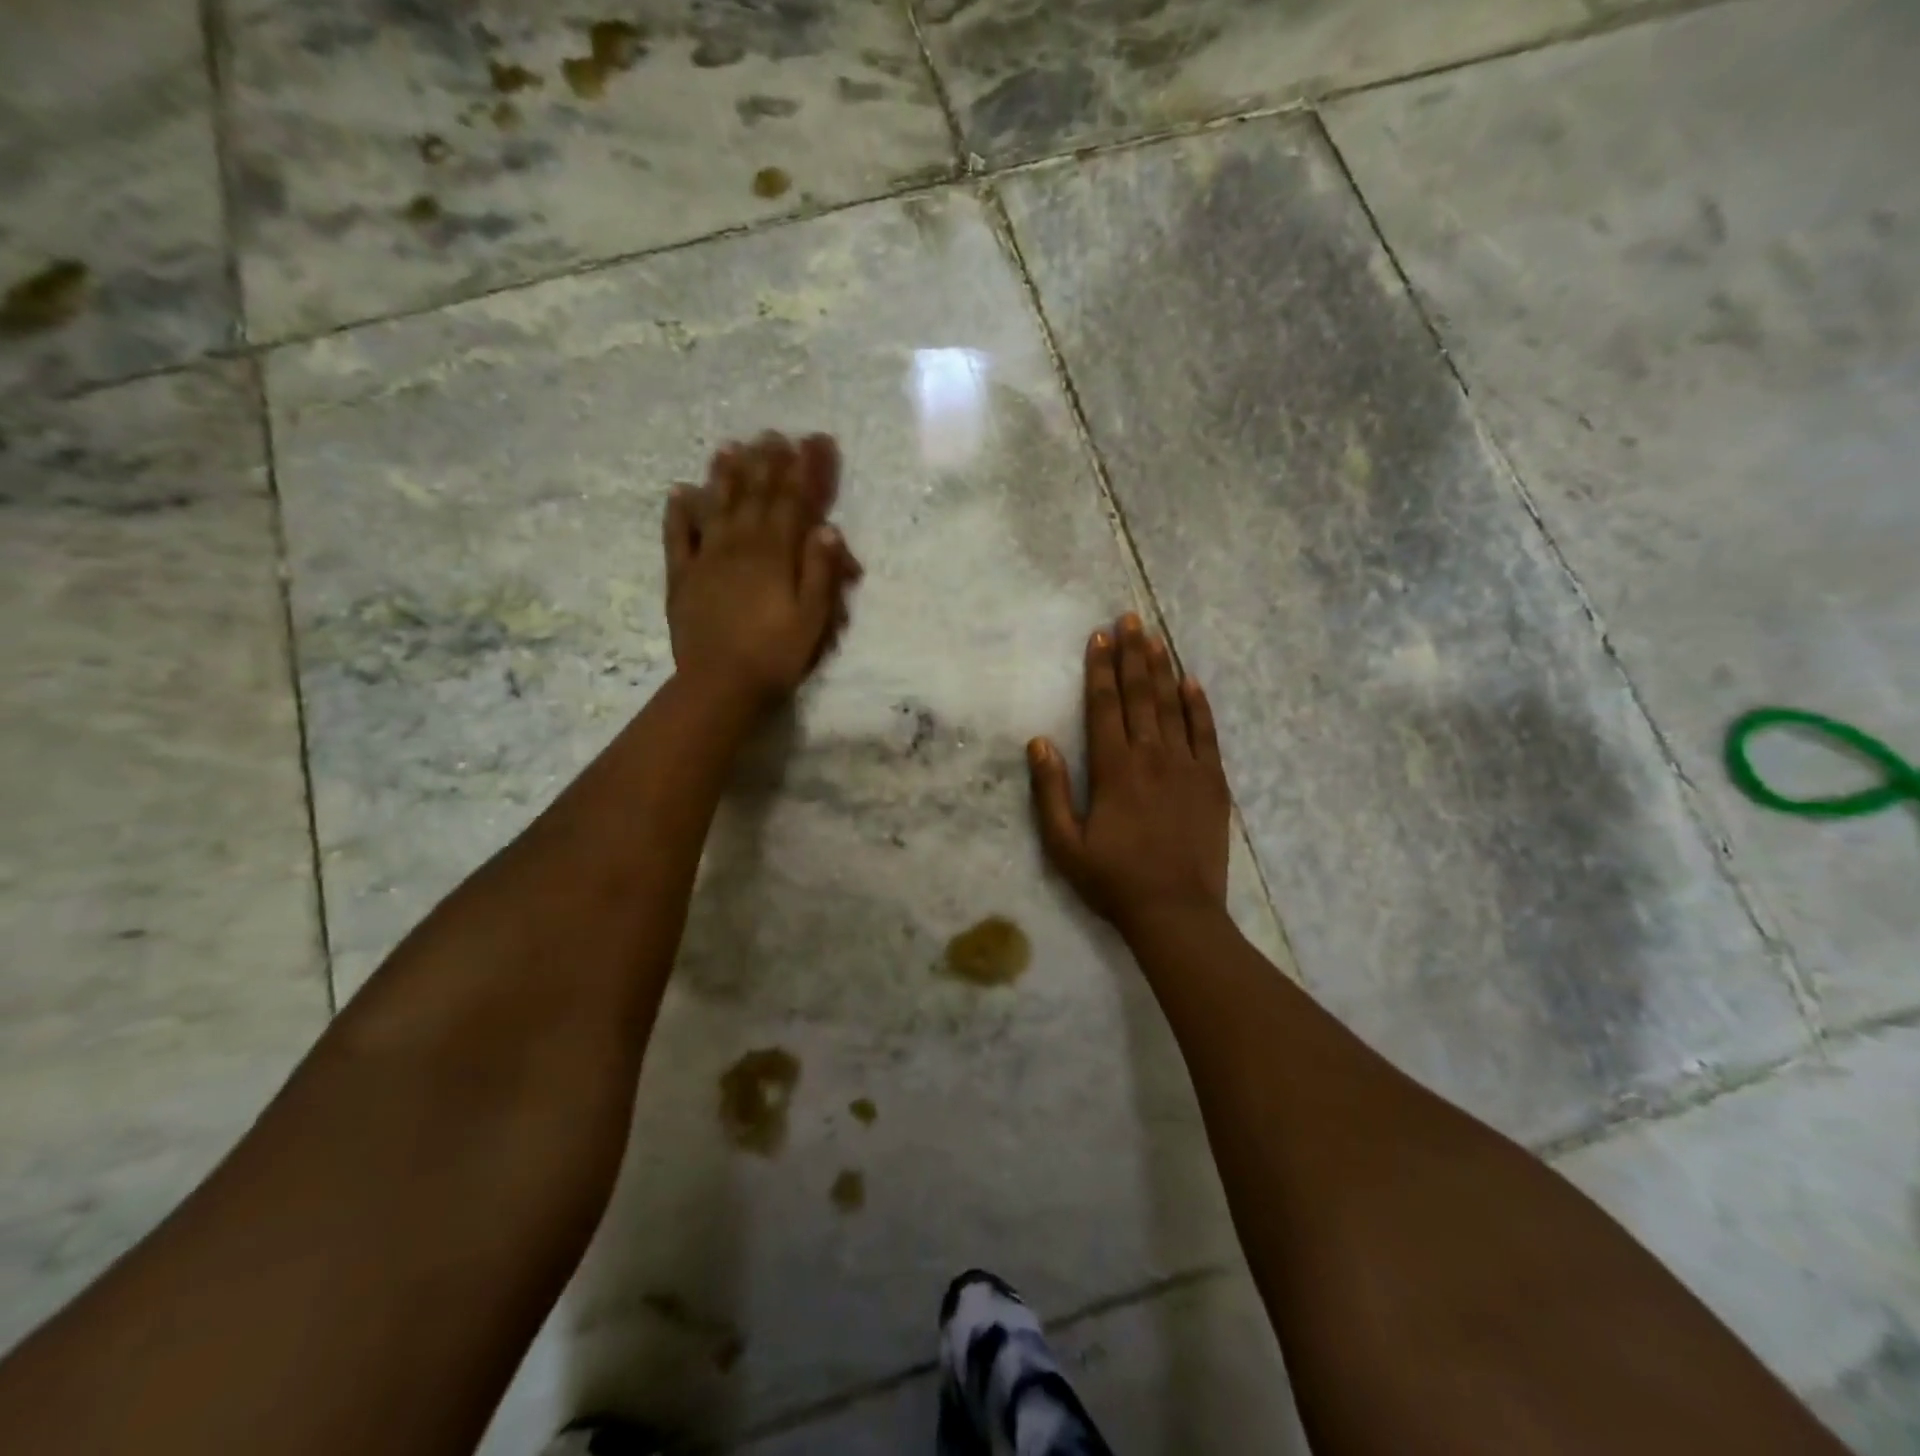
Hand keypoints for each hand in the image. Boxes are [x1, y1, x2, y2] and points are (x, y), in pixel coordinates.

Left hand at [663, 432, 861, 708]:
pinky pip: (678, 536)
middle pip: (755, 495)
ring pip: (717, 506)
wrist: (720, 685)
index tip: (815, 441)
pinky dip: (679, 512)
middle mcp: (740, 546)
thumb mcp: (813, 619)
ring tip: (730, 447)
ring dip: (725, 475)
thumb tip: (829, 528)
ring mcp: (707, 559)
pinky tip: (680, 491)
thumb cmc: (776, 655)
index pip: (794, 501)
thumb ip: (820, 572)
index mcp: (775, 555)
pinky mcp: (682, 577)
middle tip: (773, 435)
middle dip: (767, 462)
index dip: (806, 469)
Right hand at [1028, 614, 1230, 931]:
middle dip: (1132, 654)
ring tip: (1155, 637)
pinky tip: (1192, 682)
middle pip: (1140, 695)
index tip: (1099, 637)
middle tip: (1130, 618)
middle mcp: (1151, 756)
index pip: (1105, 706)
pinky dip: (1199, 706)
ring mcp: (1187, 766)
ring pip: (1172, 706)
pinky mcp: (1213, 782)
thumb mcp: (1064, 843)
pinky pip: (1207, 733)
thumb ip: (1050, 790)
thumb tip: (1040, 742)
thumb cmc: (1113, 880)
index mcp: (1113, 769)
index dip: (1100, 669)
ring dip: (1162, 669)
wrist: (1175, 912)